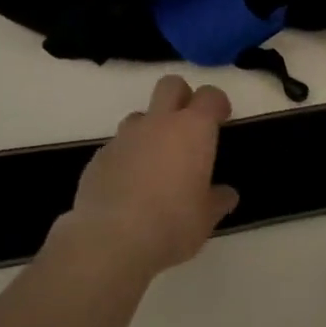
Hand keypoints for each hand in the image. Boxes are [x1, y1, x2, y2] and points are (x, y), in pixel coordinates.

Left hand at [59, 75, 237, 276]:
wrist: (110, 241)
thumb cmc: (172, 224)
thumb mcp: (205, 218)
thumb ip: (217, 200)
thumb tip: (226, 195)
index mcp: (192, 130)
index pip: (210, 96)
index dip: (217, 103)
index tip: (221, 118)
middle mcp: (158, 123)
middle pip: (171, 85)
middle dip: (182, 97)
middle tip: (188, 127)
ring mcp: (125, 137)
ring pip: (140, 116)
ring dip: (151, 129)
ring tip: (156, 163)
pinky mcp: (99, 157)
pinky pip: (118, 146)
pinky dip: (127, 157)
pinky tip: (129, 187)